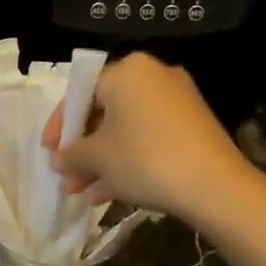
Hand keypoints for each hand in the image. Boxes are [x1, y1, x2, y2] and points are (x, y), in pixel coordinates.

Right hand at [41, 53, 251, 218]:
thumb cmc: (145, 159)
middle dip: (82, 149)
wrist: (215, 186)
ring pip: (125, 130)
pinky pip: (147, 138)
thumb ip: (71, 154)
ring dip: (101, 161)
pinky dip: (127, 161)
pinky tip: (107, 195)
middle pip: (104, 112)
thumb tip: (59, 159)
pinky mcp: (192, 126)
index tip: (49, 152)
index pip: (80, 93)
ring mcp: (176, 101)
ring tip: (81, 194)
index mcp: (126, 71)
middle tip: (66, 176)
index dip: (59, 126)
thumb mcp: (97, 157)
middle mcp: (152, 76)